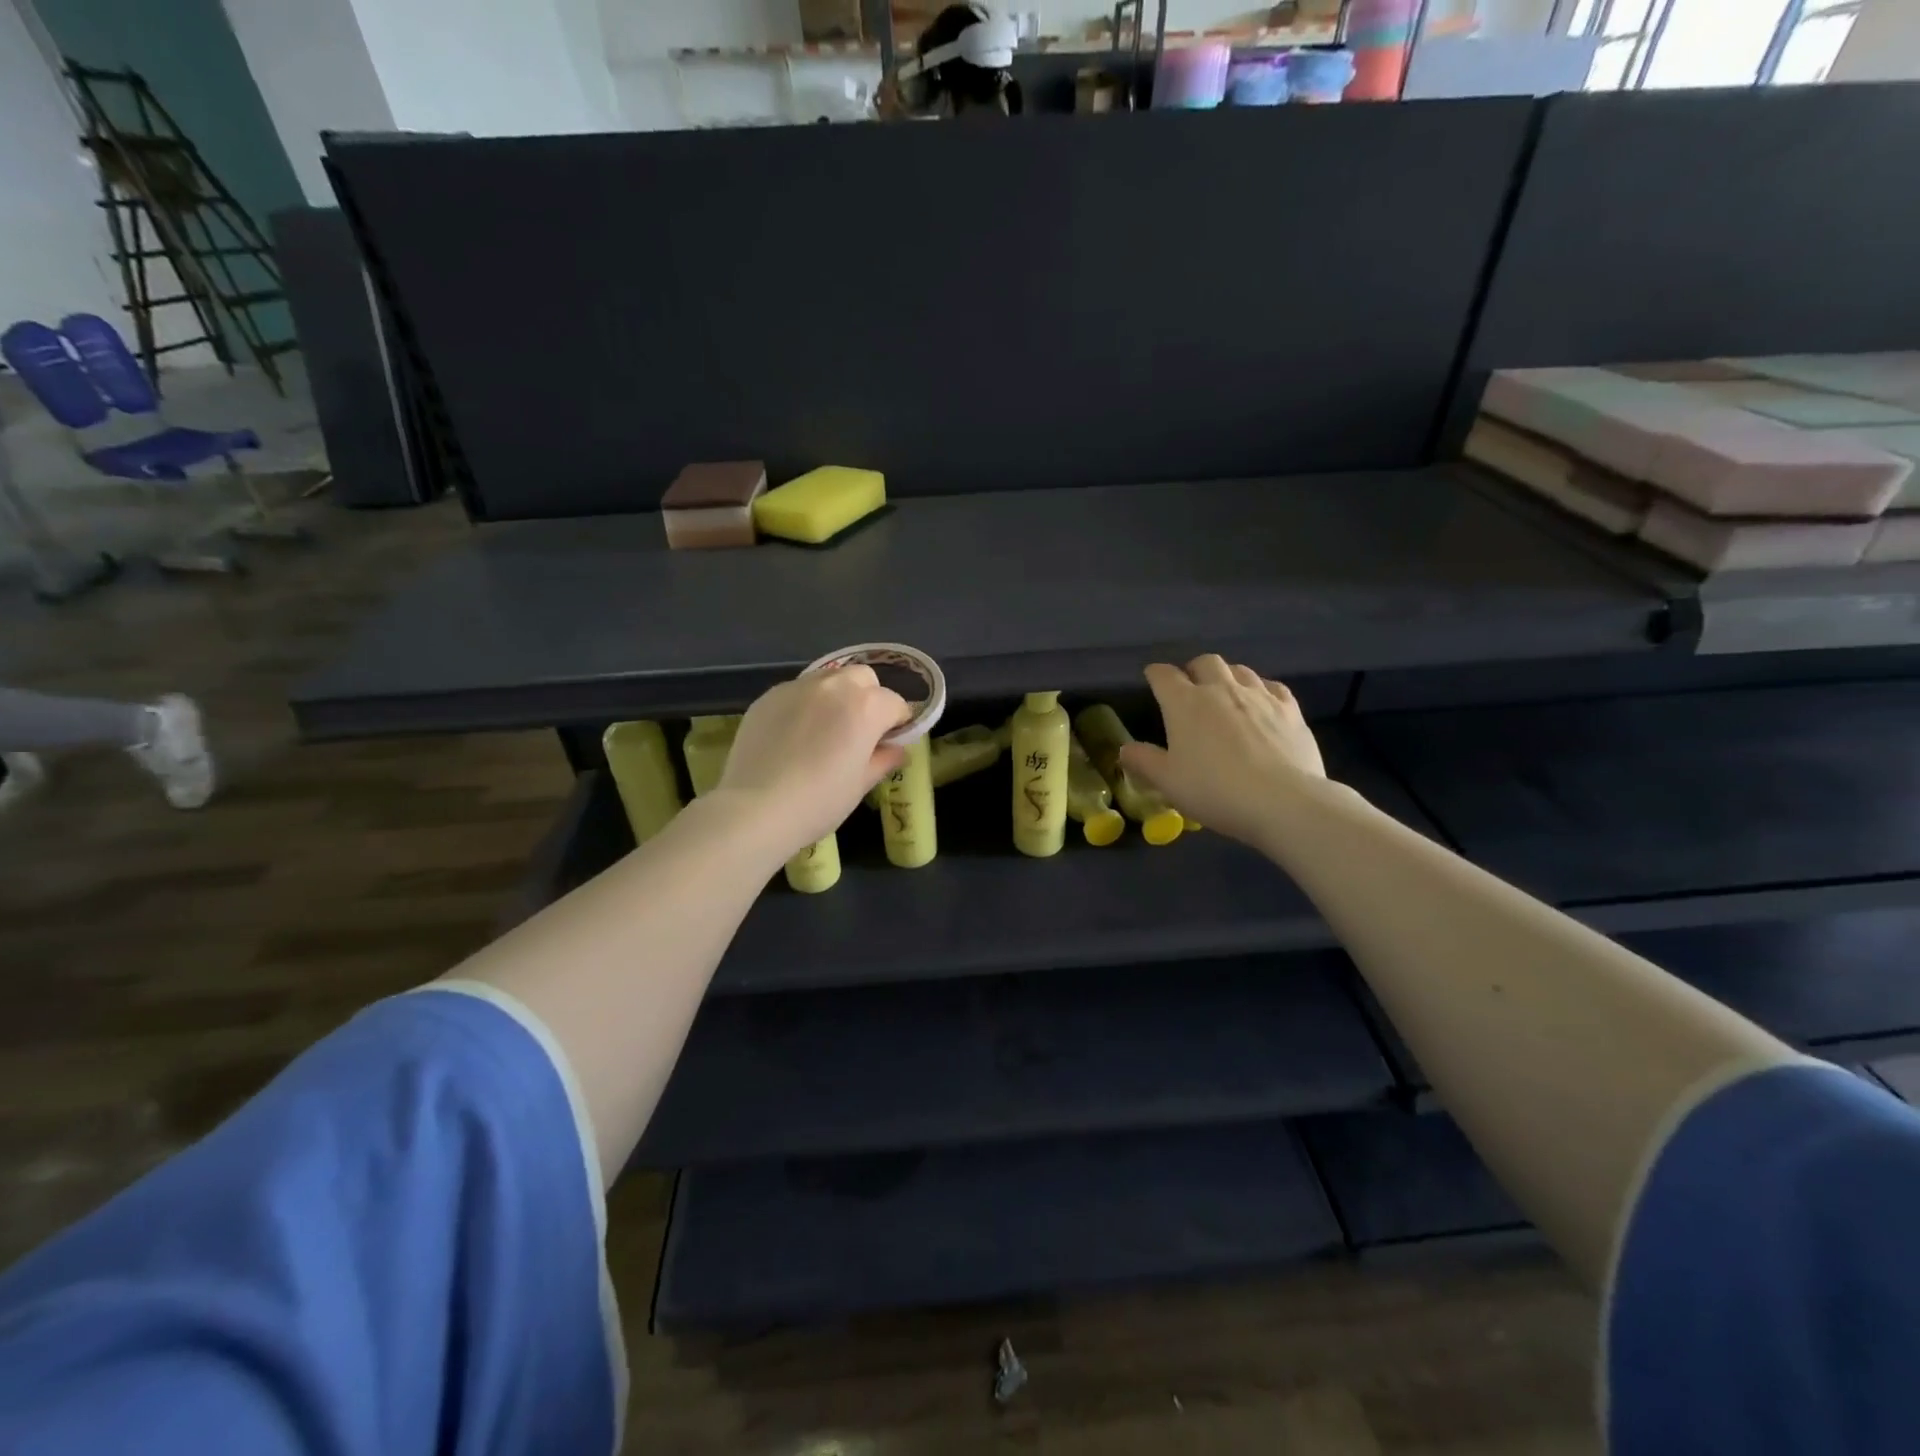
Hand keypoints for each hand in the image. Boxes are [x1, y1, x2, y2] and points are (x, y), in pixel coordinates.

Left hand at [718, 666, 908, 857]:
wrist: (756, 809)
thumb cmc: (820, 801)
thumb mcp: (861, 784)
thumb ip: (884, 759)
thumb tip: (896, 749)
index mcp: (866, 706)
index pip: (896, 704)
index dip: (898, 724)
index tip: (889, 744)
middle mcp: (835, 686)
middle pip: (864, 678)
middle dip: (869, 698)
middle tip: (859, 731)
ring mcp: (798, 687)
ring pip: (829, 679)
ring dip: (837, 697)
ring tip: (825, 730)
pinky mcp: (769, 695)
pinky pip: (798, 692)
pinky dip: (806, 705)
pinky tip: (794, 735)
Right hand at [1119, 655, 1325, 848]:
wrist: (1283, 802)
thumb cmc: (1215, 791)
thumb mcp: (1168, 782)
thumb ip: (1143, 761)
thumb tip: (1125, 749)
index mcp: (1185, 703)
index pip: (1164, 675)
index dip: (1155, 674)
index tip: (1152, 679)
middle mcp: (1221, 689)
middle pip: (1205, 662)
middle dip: (1194, 670)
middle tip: (1190, 687)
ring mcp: (1259, 696)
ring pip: (1240, 670)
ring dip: (1227, 676)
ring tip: (1224, 694)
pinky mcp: (1290, 709)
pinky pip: (1272, 686)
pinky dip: (1261, 689)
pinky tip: (1261, 704)